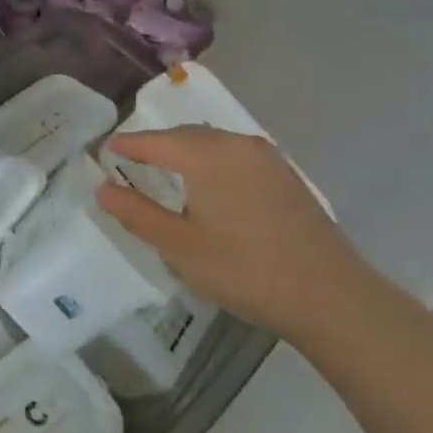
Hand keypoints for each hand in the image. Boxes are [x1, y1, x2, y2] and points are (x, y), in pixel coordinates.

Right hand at [97, 127, 410, 347]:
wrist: (330, 296)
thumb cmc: (244, 270)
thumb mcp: (178, 246)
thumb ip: (136, 213)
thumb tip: (102, 188)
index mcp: (207, 154)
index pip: (153, 141)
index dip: (125, 145)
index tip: (102, 151)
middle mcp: (237, 144)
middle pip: (184, 135)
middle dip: (155, 145)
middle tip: (129, 161)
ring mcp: (267, 157)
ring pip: (213, 142)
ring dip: (185, 151)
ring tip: (164, 171)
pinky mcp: (285, 175)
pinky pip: (235, 155)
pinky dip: (211, 161)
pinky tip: (208, 186)